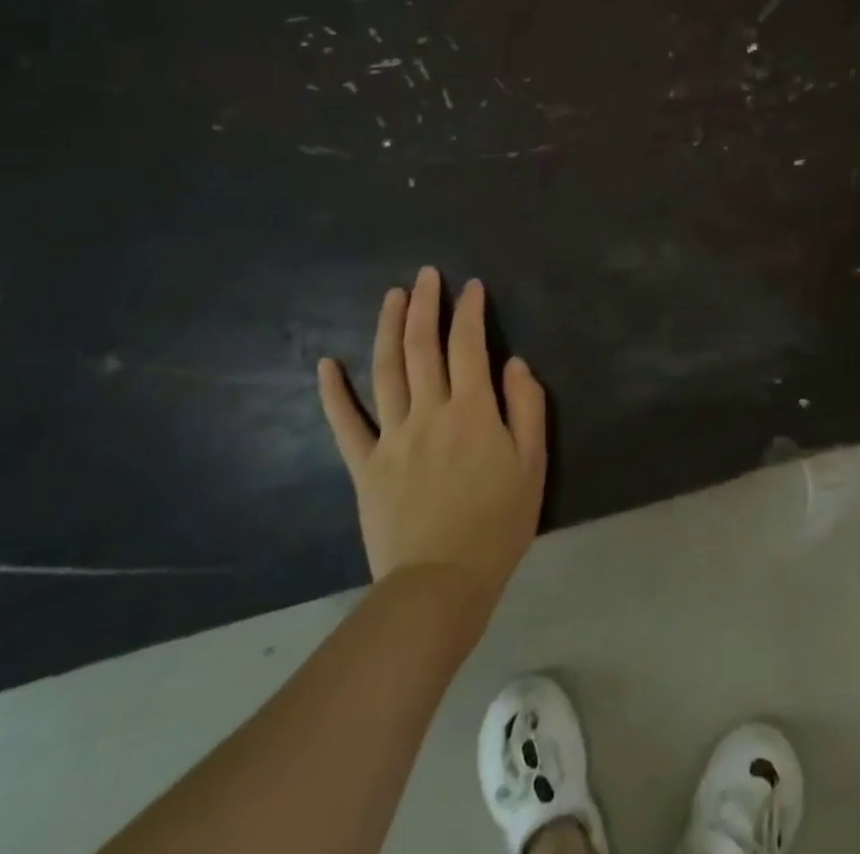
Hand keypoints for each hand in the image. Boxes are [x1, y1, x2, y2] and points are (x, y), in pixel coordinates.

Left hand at [316, 267, 546, 622]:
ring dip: (388, 328)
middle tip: (427, 275)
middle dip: (426, 305)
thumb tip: (515, 363)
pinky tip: (327, 364)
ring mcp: (392, 437)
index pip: (469, 346)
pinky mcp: (365, 466)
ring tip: (392, 296)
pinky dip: (333, 392)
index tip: (471, 286)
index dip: (469, 311)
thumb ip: (527, 407)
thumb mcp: (533, 464)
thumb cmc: (498, 523)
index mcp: (473, 410)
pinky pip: (346, 424)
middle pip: (423, 346)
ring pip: (386, 370)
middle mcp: (430, 411)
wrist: (441, 584)